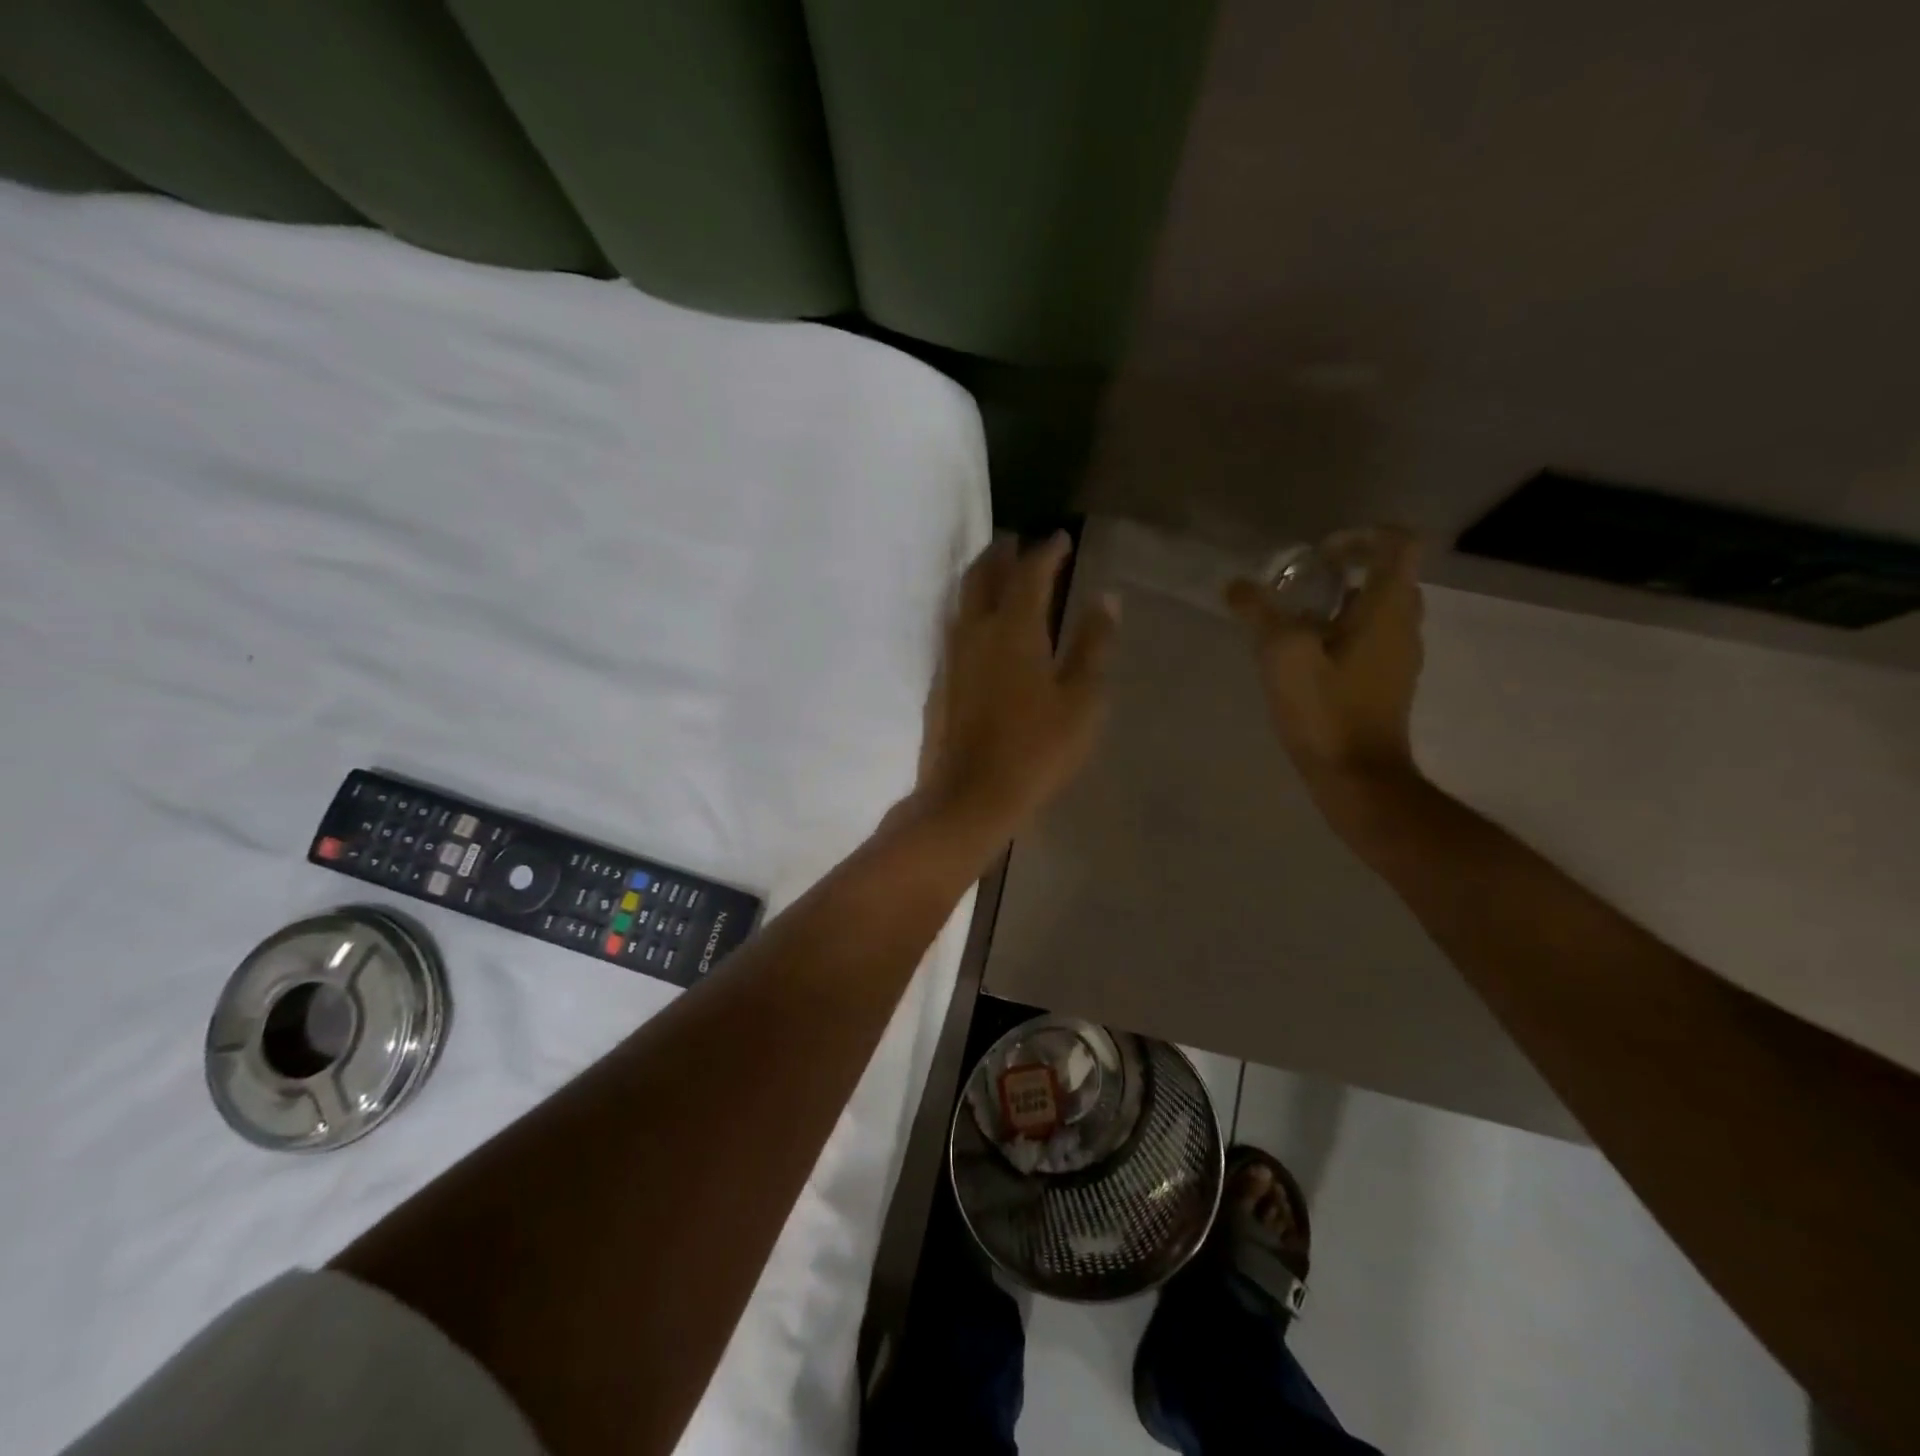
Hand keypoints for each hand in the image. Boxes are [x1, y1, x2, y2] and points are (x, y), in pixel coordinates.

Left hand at [914, 531, 1118, 845]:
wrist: (970, 796)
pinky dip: (971, 612)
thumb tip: (1107, 599)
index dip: (1046, 551)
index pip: (1029, 572)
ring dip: (981, 578)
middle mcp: (975, 631)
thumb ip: (1093, 645)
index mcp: (1014, 628)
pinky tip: (983, 628)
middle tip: (1017, 542)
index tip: (1061, 538)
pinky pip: (954, 629)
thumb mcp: (1081, 700)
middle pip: (982, 575)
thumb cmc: (1036, 750)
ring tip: (999, 574)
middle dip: (1001, 553)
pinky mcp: (940, 681)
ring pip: (962, 600)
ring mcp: (951, 656)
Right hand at [1225, 527, 1424, 793]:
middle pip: (1388, 575)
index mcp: (1388, 608)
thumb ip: (1260, 613)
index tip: (1320, 553)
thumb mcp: (1282, 655)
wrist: (1358, 777)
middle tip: (1302, 582)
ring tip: (1295, 620)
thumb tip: (1236, 586)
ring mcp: (1400, 657)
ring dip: (1341, 603)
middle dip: (1346, 569)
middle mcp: (1404, 625)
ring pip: (1378, 610)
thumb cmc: (1326, 710)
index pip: (1398, 543)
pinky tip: (1304, 658)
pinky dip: (1342, 633)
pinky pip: (1371, 640)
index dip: (1362, 535)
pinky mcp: (1388, 683)